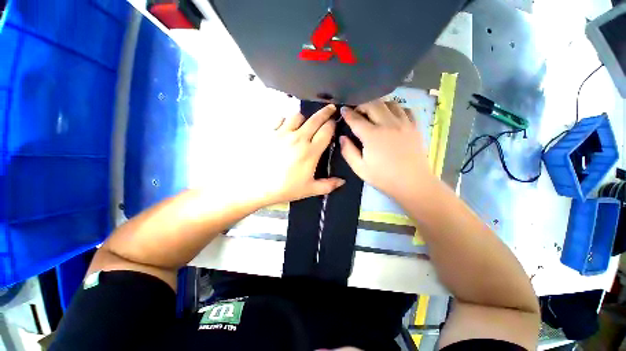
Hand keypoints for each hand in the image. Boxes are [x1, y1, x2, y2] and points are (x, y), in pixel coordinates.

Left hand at [249, 104, 343, 205]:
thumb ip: (328, 185)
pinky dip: (286, 120)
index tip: (335, 122)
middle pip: (316, 119)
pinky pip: (280, 119)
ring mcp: (283, 133)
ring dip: (304, 117)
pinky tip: (286, 127)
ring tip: (305, 122)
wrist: (256, 186)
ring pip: (298, 115)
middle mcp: (299, 138)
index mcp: (311, 151)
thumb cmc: (284, 188)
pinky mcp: (269, 132)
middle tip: (330, 108)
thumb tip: (342, 181)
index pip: (326, 131)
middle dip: (326, 112)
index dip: (333, 124)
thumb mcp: (309, 190)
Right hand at [339, 99, 435, 202]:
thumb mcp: (360, 168)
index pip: (356, 119)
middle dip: (362, 104)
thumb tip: (342, 137)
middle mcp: (387, 124)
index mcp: (372, 135)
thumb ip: (348, 151)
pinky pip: (405, 109)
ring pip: (389, 103)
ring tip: (373, 112)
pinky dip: (396, 109)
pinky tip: (391, 116)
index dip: (347, 113)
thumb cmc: (383, 177)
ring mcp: (403, 123)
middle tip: (357, 112)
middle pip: (373, 105)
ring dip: (378, 105)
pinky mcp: (414, 126)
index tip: (343, 109)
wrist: (412, 183)